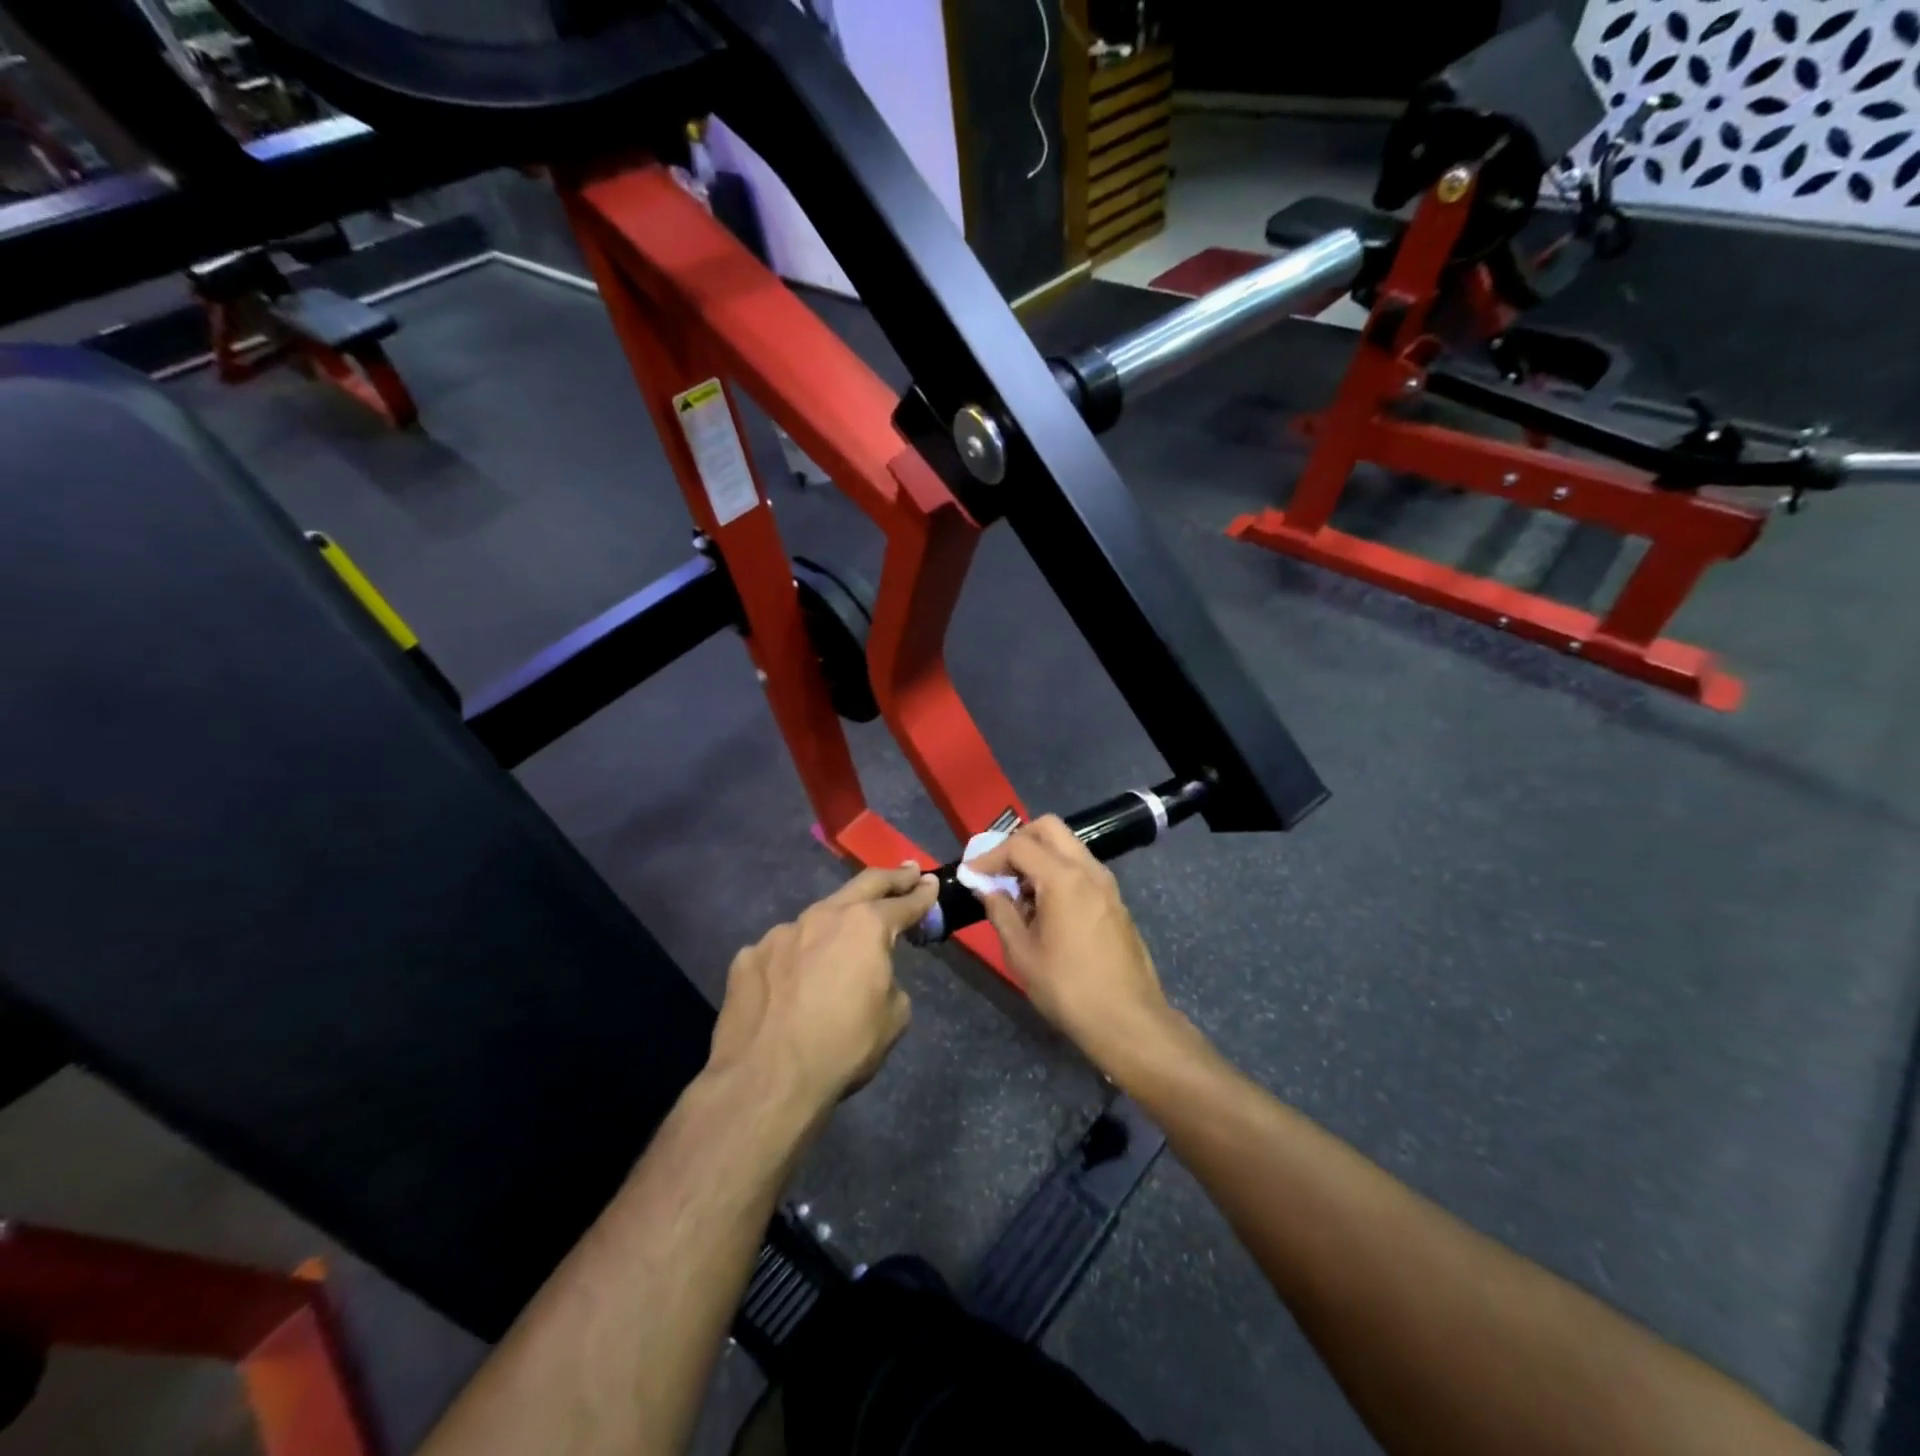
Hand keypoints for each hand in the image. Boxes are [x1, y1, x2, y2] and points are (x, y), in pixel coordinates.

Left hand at [708, 864, 937, 1113]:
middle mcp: (823, 916)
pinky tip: (792, 983)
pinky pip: (781, 950)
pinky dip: (795, 958)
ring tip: (841, 940)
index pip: (903, 903)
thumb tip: (873, 976)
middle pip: (863, 885)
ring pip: (816, 919)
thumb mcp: (894, 1018)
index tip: (931, 883)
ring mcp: (780, 933)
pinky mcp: (749, 956)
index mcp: (866, 927)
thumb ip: (889, 981)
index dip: (922, 894)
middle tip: (907, 872)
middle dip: (890, 878)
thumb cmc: (843, 1048)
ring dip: (835, 924)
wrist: (767, 1080)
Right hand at [965, 817, 1178, 1070]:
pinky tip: (1044, 907)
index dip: (990, 856)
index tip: (971, 874)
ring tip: (1018, 892)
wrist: (1128, 1020)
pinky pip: (1081, 868)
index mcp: (1064, 878)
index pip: (1019, 845)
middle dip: (1018, 841)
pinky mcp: (1114, 900)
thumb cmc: (1068, 988)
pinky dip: (1057, 872)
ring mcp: (1106, 884)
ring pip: (1068, 846)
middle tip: (997, 870)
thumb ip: (1001, 912)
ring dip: (1039, 856)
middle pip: (1049, 829)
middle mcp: (1088, 870)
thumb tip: (988, 889)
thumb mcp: (1022, 954)